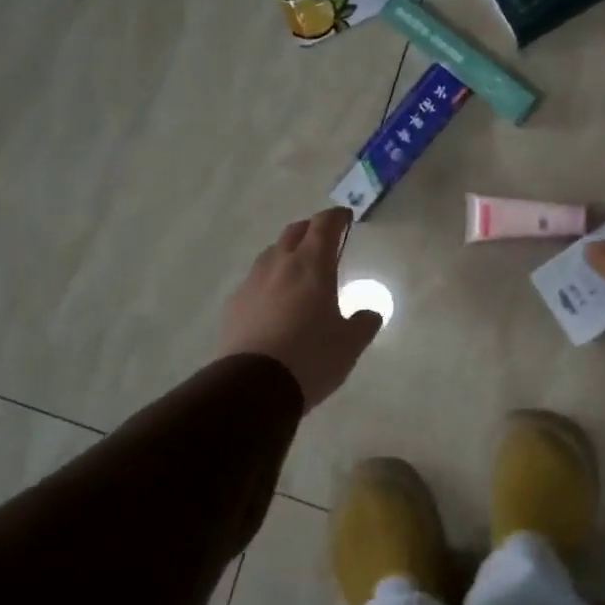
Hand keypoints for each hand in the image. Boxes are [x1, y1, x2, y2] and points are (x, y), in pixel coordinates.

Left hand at [217, 207, 381, 408]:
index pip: (324, 225)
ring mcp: (252, 282)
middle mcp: (280, 264)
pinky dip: (269, 280)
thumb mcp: (350, 344)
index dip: (336, 217)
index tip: (345, 217)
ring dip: (287, 253)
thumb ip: (364, 323)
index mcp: (312, 265)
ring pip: (271, 254)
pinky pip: (255, 280)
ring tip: (298, 270)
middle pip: (294, 232)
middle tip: (324, 240)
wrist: (252, 386)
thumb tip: (370, 313)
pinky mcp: (234, 304)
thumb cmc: (311, 357)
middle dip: (311, 230)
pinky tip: (274, 301)